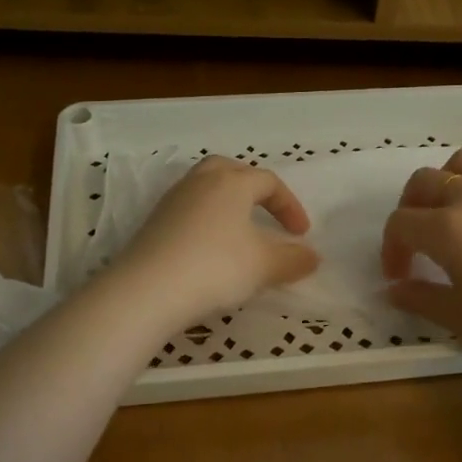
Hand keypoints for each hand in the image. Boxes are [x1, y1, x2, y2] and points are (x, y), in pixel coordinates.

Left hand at [105, 156, 319, 327]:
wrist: (148, 289)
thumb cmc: (216, 267)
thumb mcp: (264, 266)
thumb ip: (293, 259)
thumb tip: (313, 256)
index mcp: (231, 182)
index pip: (268, 181)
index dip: (289, 206)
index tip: (301, 234)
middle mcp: (200, 182)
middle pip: (231, 171)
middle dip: (253, 189)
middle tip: (266, 214)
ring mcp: (172, 201)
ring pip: (206, 189)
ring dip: (227, 205)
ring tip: (239, 232)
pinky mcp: (154, 223)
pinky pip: (188, 211)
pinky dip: (206, 221)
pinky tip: (210, 249)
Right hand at [382, 148, 461, 373]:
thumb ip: (421, 300)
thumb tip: (393, 290)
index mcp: (447, 230)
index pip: (400, 224)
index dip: (391, 249)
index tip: (400, 277)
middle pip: (425, 181)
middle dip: (410, 207)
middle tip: (418, 239)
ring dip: (449, 179)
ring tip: (455, 208)